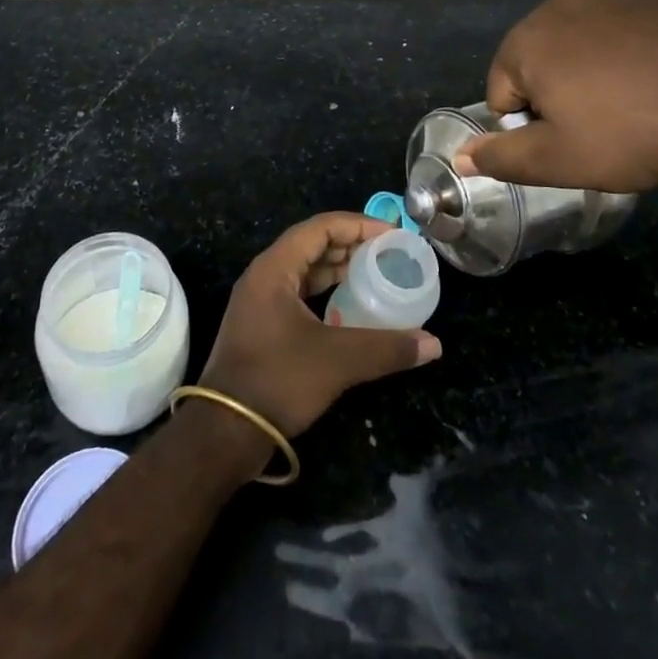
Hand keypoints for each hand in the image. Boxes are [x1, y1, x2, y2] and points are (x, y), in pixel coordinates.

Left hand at [198, 213, 441, 438]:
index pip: (320, 228)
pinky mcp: (261, 325)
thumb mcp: (337, 361)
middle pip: (311, 244)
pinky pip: (298, 293)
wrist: (224, 433)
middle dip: (351, 245)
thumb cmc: (278, 380)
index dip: (357, 225)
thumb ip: (387, 348)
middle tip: (388, 253)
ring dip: (338, 269)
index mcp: (274, 268)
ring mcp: (259, 301)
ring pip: (304, 270)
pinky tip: (349, 307)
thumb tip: (433, 344)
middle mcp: (264, 276)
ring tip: (375, 274)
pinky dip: (325, 292)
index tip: (391, 234)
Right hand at [455, 0, 657, 194]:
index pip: (502, 91)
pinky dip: (634, 53)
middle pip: (540, 60)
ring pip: (584, 42)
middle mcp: (562, 5)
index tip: (570, 144)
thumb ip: (500, 157)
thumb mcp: (558, 161)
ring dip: (594, 71)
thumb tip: (461, 155)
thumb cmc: (632, 135)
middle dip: (558, 93)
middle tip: (600, 128)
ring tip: (635, 105)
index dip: (530, 126)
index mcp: (527, 40)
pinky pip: (628, 29)